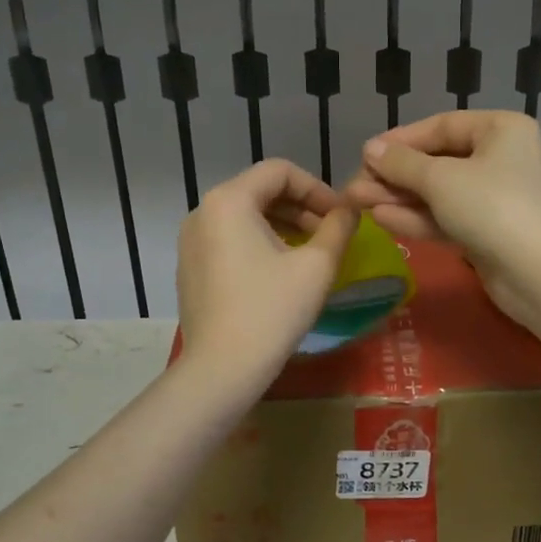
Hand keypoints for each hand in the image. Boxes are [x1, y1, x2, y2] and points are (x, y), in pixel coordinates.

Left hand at [176, 160, 356, 397]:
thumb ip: (339, 227)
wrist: (222, 369)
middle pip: (260, 191)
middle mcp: (202, 211)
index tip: (342, 216)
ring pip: (245, 217)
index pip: (281, 172)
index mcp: (229, 200)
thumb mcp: (317, 265)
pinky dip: (259, 244)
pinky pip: (229, 240)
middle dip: (301, 208)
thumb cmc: (272, 310)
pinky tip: (281, 272)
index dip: (318, 188)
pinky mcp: (190, 268)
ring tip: (312, 252)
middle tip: (332, 234)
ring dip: (283, 226)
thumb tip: (351, 210)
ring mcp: (190, 242)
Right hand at [342, 111, 540, 325]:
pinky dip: (416, 218)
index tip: (364, 154)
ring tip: (356, 203)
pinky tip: (381, 219)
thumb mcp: (441, 180)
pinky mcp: (487, 232)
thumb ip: (402, 164)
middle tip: (354, 186)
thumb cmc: (493, 208)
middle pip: (437, 161)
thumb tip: (370, 149)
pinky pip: (446, 217)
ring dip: (398, 198)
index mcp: (499, 130)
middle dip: (394, 175)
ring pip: (438, 193)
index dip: (400, 140)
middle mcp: (500, 158)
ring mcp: (494, 198)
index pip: (441, 126)